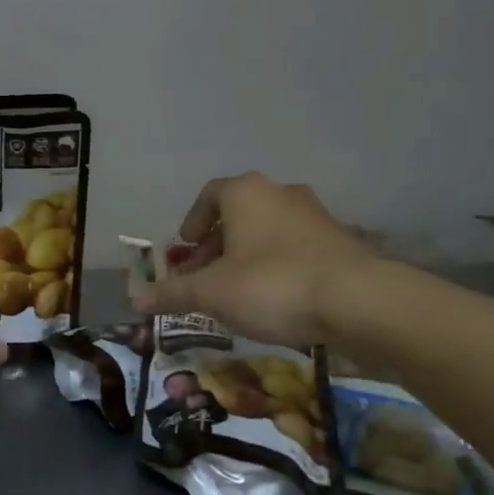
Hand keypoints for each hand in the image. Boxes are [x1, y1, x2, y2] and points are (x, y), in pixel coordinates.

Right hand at [131, 173, 379, 346]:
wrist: (359, 301)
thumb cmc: (272, 284)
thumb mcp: (212, 293)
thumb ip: (171, 293)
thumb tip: (134, 297)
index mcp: (245, 193)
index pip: (209, 195)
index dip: (192, 221)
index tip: (185, 249)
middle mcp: (280, 193)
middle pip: (238, 214)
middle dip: (216, 246)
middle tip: (204, 279)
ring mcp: (315, 215)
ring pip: (267, 231)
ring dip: (246, 257)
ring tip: (237, 293)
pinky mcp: (341, 241)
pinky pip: (295, 248)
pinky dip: (277, 266)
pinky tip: (276, 300)